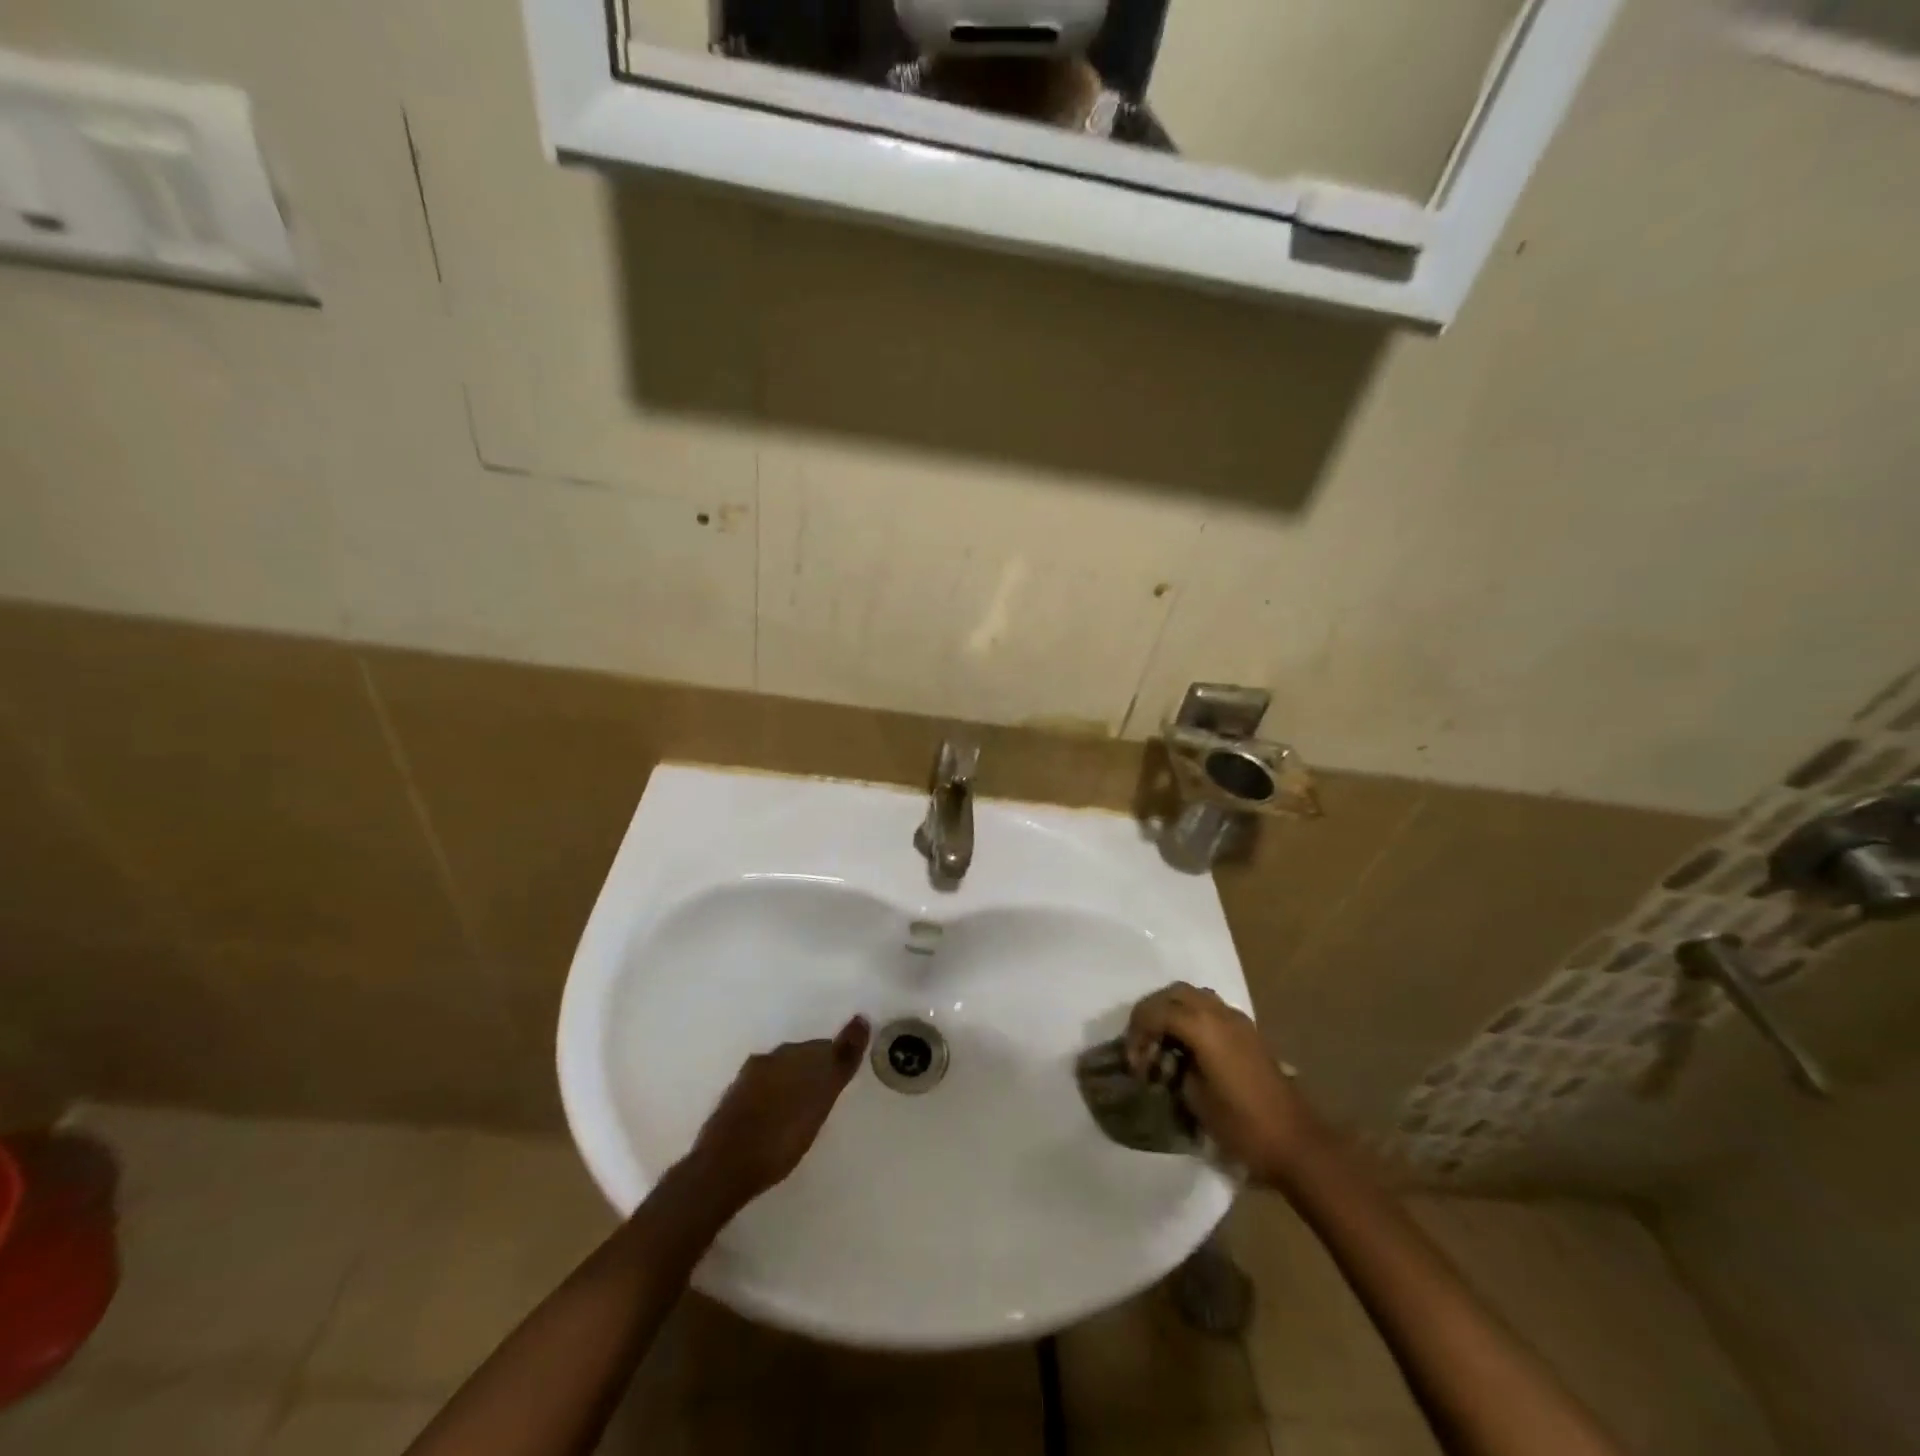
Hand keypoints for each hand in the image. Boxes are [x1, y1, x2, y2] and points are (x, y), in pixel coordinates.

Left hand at [687, 1016, 870, 1210]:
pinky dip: (774, 1100)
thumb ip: (841, 1059)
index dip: (836, 1061)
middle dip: (814, 1071)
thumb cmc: (780, 1135)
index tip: (844, 1078)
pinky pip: (762, 1093)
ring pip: (779, 1074)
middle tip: (826, 1096)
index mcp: (790, 1054)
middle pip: (800, 1058)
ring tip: (803, 1111)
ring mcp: (745, 1082)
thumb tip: (861, 1019)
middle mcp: (768, 1059)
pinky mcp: (731, 1104)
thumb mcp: (820, 1097)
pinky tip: (777, 1121)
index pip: (823, 1047)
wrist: (723, 1168)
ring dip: (792, 1085)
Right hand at [1127, 983, 1312, 1185]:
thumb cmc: (1243, 1126)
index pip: (1156, 1011)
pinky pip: (1211, 1009)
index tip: (1134, 1064)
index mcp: (1204, 1027)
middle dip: (1151, 1013)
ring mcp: (1238, 1020)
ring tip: (1162, 1042)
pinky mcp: (1248, 1032)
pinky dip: (1192, 1018)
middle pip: (1173, 993)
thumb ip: (1174, 1068)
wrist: (1297, 1144)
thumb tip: (1163, 1060)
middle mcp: (1220, 1013)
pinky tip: (1188, 1048)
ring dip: (1172, 1011)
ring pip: (1194, 996)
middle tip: (1141, 1043)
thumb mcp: (1195, 1099)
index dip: (1137, 1033)